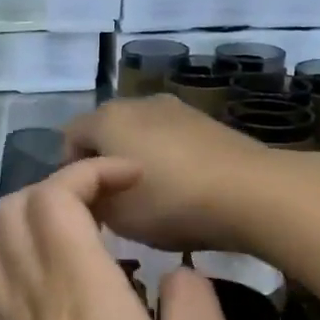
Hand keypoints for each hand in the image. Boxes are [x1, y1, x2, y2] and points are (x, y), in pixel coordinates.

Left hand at [0, 158, 236, 319]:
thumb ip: (194, 300)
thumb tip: (177, 273)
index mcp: (78, 289)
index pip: (54, 196)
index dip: (90, 172)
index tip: (135, 182)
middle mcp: (33, 299)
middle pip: (10, 210)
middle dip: (56, 188)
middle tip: (110, 208)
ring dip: (35, 223)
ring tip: (89, 240)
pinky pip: (1, 285)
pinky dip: (26, 260)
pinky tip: (72, 289)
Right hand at [61, 95, 274, 253]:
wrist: (250, 192)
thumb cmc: (170, 203)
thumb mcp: (116, 216)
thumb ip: (90, 200)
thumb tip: (90, 193)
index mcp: (106, 119)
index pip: (69, 137)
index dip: (70, 170)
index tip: (86, 203)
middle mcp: (137, 102)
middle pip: (106, 130)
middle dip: (104, 161)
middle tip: (115, 200)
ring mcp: (175, 108)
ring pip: (140, 132)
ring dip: (137, 157)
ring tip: (152, 195)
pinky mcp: (206, 120)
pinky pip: (170, 137)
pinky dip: (166, 157)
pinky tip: (182, 188)